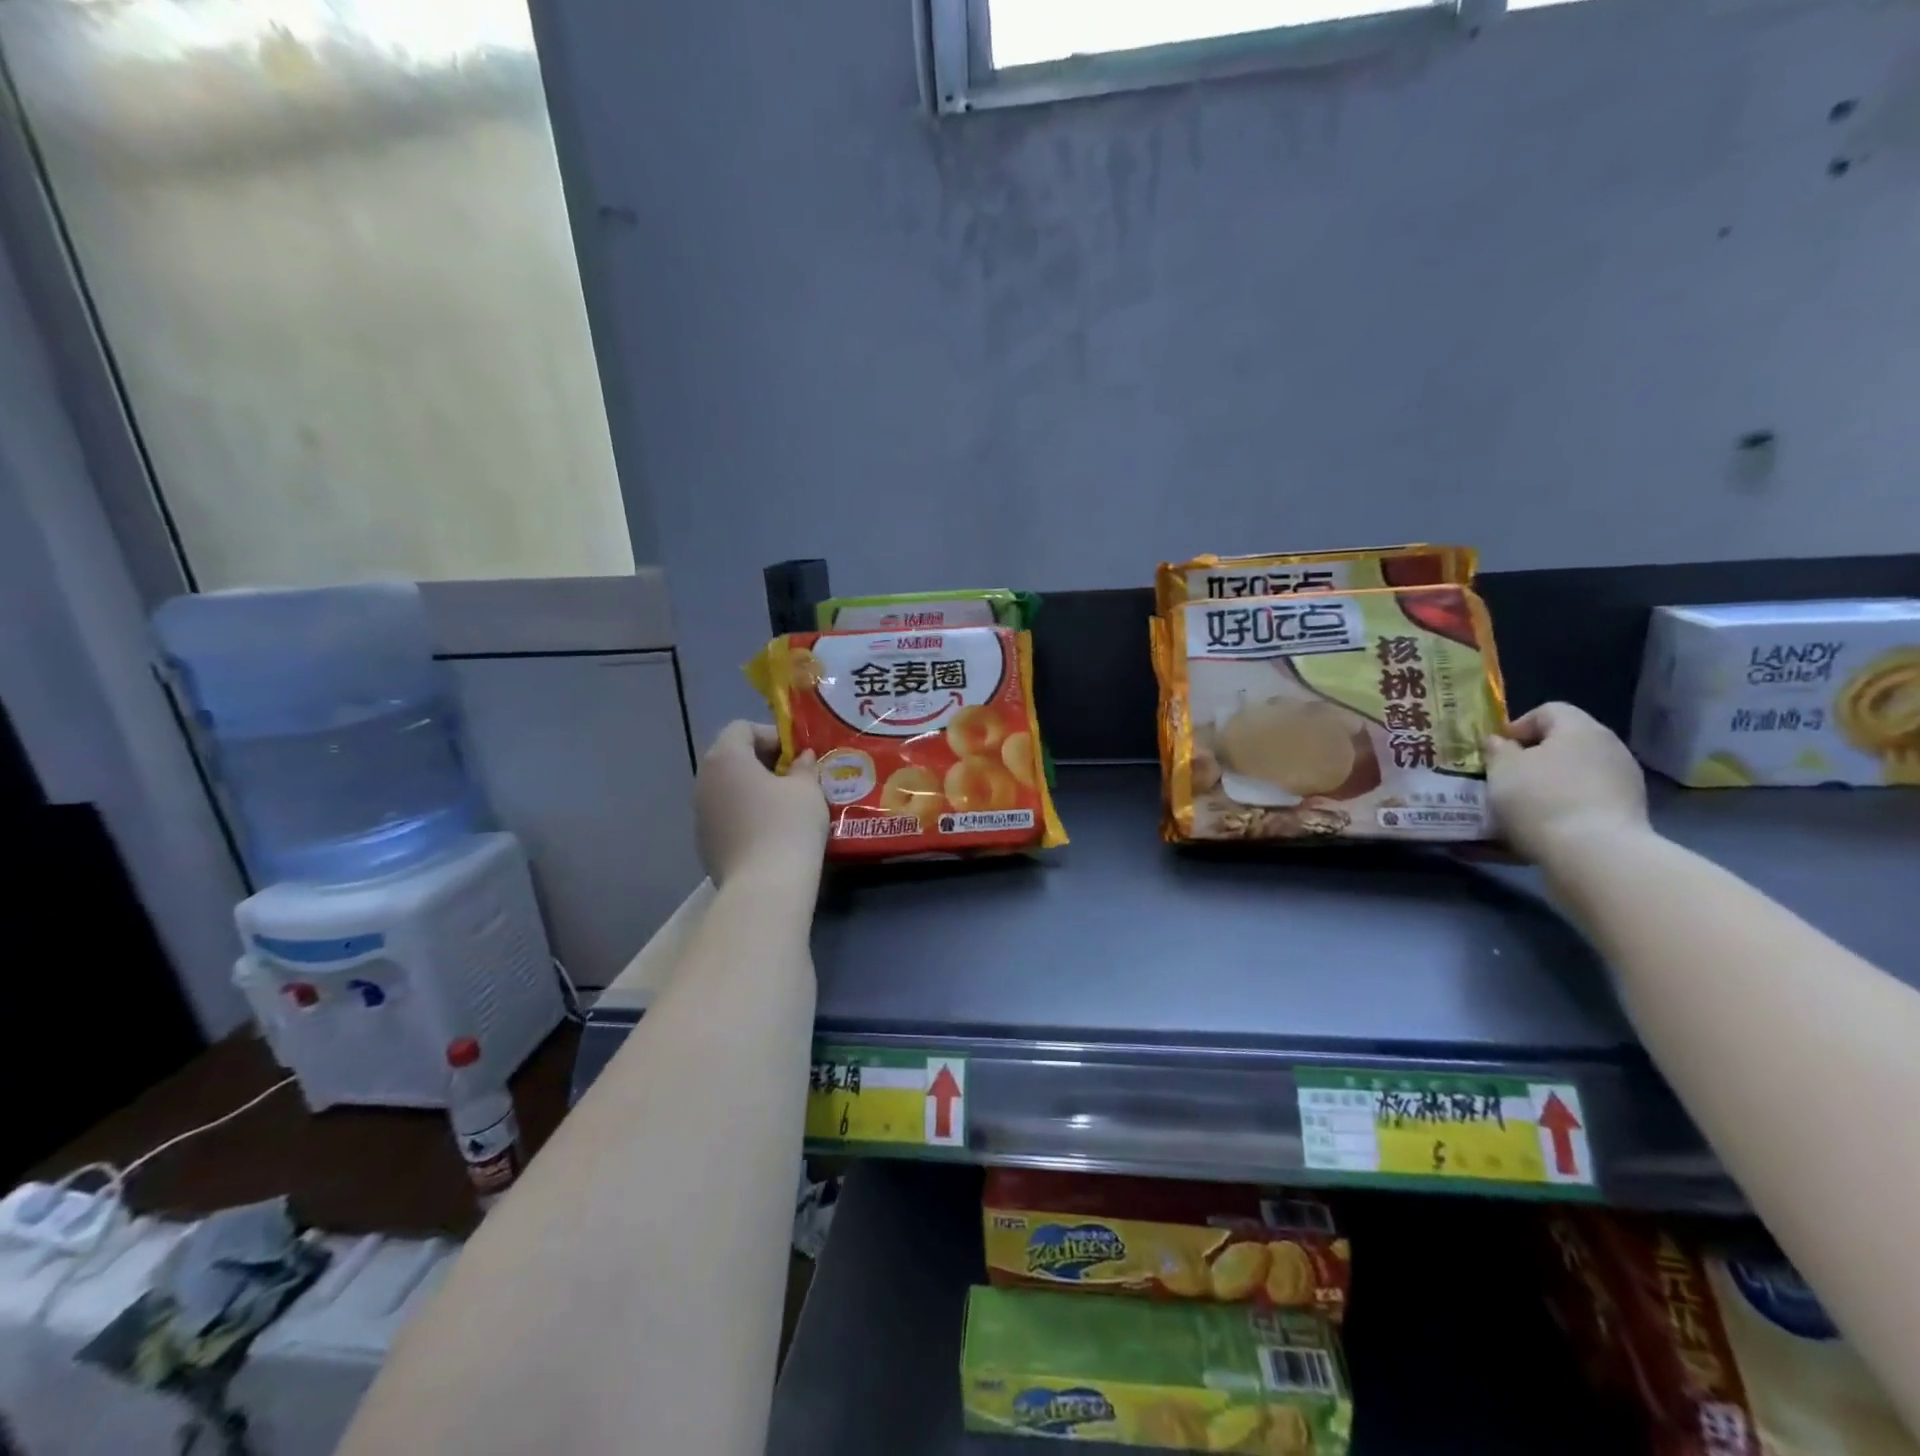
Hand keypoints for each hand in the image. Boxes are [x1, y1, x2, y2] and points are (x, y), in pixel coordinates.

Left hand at [694, 722, 827, 886]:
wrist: (765, 887)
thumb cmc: (788, 825)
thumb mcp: (808, 789)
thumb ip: (804, 767)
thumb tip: (802, 759)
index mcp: (725, 758)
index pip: (742, 728)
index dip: (772, 735)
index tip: (798, 754)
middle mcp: (703, 781)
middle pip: (732, 758)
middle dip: (764, 763)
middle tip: (796, 777)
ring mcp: (700, 815)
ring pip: (729, 790)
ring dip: (755, 790)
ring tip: (787, 806)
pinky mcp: (705, 844)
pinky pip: (727, 817)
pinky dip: (747, 816)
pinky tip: (772, 834)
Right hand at [1485, 702, 1649, 862]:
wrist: (1595, 854)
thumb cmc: (1540, 799)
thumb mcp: (1501, 769)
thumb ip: (1497, 750)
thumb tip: (1500, 742)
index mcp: (1579, 728)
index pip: (1548, 710)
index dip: (1518, 726)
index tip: (1496, 750)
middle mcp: (1609, 747)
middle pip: (1565, 743)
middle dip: (1533, 759)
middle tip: (1505, 778)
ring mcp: (1624, 782)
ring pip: (1576, 774)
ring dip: (1549, 785)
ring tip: (1520, 807)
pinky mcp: (1628, 813)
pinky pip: (1586, 801)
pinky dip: (1565, 808)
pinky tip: (1543, 827)